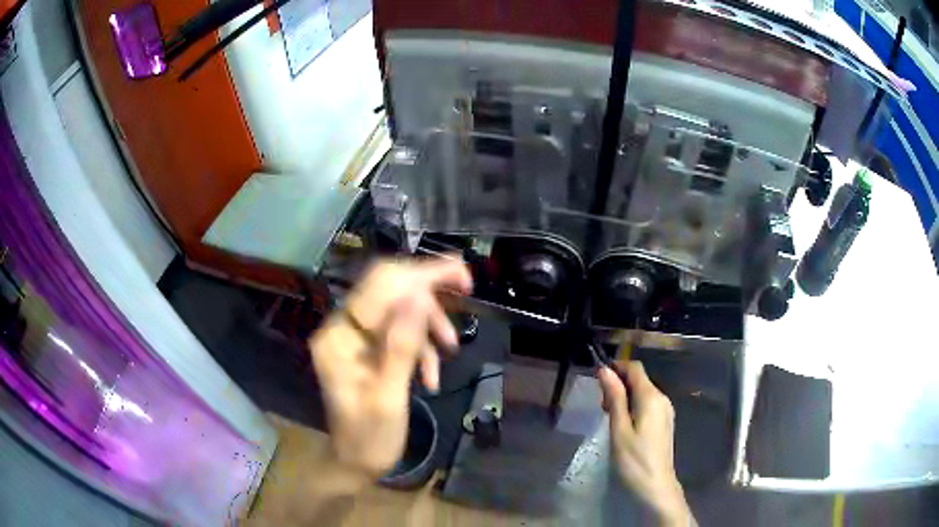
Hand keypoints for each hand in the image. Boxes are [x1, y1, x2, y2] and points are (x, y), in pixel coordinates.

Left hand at [309, 258, 471, 477]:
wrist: (355, 464)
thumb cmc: (369, 439)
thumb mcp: (388, 398)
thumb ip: (400, 347)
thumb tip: (418, 297)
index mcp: (340, 337)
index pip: (380, 286)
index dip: (422, 274)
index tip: (462, 275)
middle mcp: (343, 328)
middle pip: (389, 290)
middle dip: (429, 291)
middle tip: (466, 291)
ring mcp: (355, 339)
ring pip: (398, 310)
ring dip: (428, 324)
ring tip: (450, 349)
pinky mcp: (368, 350)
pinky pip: (399, 333)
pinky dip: (421, 346)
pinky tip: (432, 374)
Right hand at [599, 361, 693, 526]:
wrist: (656, 486)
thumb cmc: (633, 460)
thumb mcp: (619, 429)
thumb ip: (614, 398)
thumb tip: (604, 370)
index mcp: (651, 397)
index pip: (635, 368)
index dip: (616, 367)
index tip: (596, 379)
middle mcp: (662, 398)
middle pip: (639, 379)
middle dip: (618, 385)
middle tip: (600, 406)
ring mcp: (665, 411)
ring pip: (642, 392)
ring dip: (624, 397)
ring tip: (608, 417)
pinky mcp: (664, 422)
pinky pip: (647, 404)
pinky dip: (633, 407)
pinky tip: (622, 425)